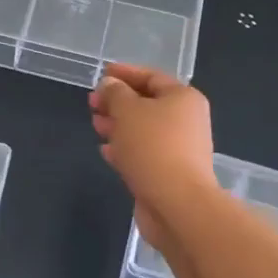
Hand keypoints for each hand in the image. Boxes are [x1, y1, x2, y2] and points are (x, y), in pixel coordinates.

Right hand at [89, 63, 217, 247]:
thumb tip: (110, 85)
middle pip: (147, 103)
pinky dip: (125, 149)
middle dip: (117, 102)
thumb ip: (115, 93)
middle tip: (92, 103)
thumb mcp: (127, 110)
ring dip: (118, 125)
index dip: (125, 73)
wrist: (176, 204)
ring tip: (95, 125)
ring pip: (143, 130)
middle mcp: (185, 121)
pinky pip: (144, 153)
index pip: (151, 77)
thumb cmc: (153, 146)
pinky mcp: (169, 173)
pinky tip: (106, 150)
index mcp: (182, 98)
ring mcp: (179, 149)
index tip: (101, 73)